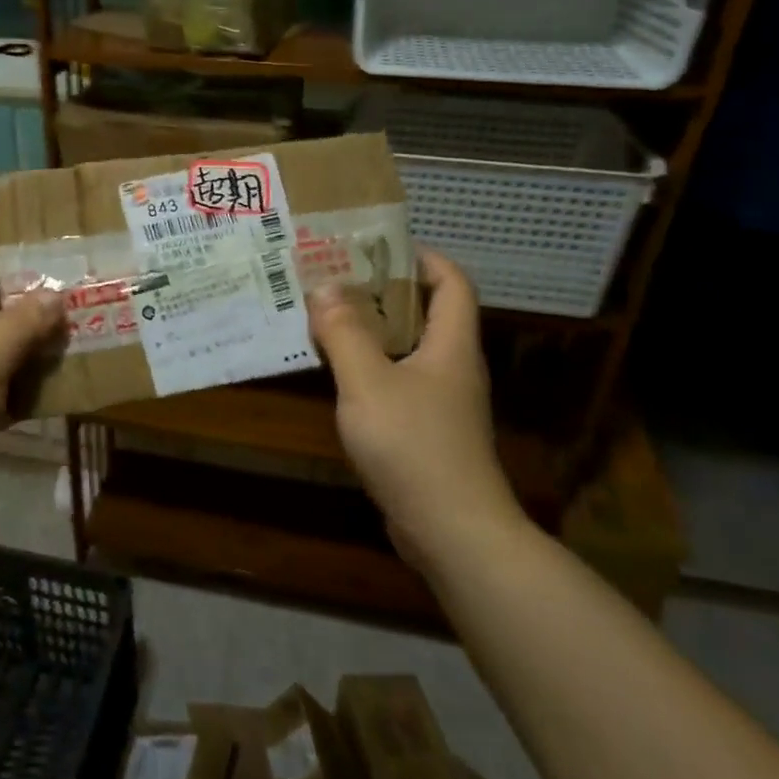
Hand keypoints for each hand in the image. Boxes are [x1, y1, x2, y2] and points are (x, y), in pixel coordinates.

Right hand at [307, 249, 524, 566]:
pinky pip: (398, 385)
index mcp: (451, 346)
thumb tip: (325, 287)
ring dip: (373, 333)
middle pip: (428, 314)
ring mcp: (443, 404)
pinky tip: (338, 376)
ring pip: (409, 352)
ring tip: (328, 320)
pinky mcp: (428, 433)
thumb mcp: (368, 382)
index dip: (424, 258)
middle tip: (338, 280)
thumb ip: (344, 333)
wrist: (452, 530)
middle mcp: (453, 368)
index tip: (380, 247)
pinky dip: (370, 370)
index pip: (453, 283)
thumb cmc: (413, 445)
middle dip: (385, 293)